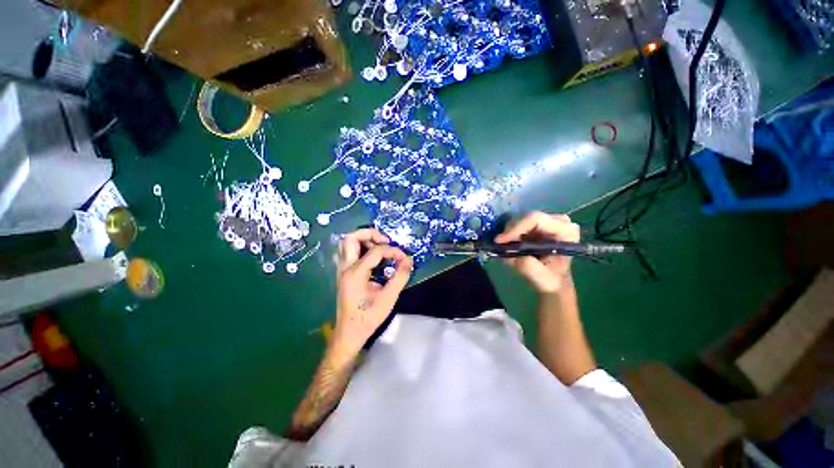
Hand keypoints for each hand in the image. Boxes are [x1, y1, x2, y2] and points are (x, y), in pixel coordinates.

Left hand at [331, 228, 412, 360]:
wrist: (349, 333)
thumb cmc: (368, 317)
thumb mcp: (388, 298)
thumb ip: (400, 277)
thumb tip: (409, 260)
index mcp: (356, 273)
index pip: (375, 251)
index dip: (392, 251)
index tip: (404, 258)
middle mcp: (345, 268)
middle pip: (350, 238)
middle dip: (369, 234)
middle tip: (385, 241)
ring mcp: (341, 270)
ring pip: (347, 243)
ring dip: (364, 239)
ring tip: (380, 246)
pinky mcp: (343, 273)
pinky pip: (348, 252)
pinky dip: (361, 247)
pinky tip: (373, 256)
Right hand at [494, 212, 579, 293]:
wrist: (553, 281)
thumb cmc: (551, 280)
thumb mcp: (541, 278)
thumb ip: (527, 266)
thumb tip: (509, 253)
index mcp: (565, 231)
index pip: (536, 219)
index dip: (515, 228)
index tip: (500, 241)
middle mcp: (558, 221)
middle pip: (526, 218)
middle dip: (510, 232)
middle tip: (499, 245)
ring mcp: (547, 221)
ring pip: (520, 220)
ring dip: (509, 234)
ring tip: (505, 247)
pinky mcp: (537, 224)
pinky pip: (518, 224)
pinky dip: (510, 234)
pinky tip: (508, 245)